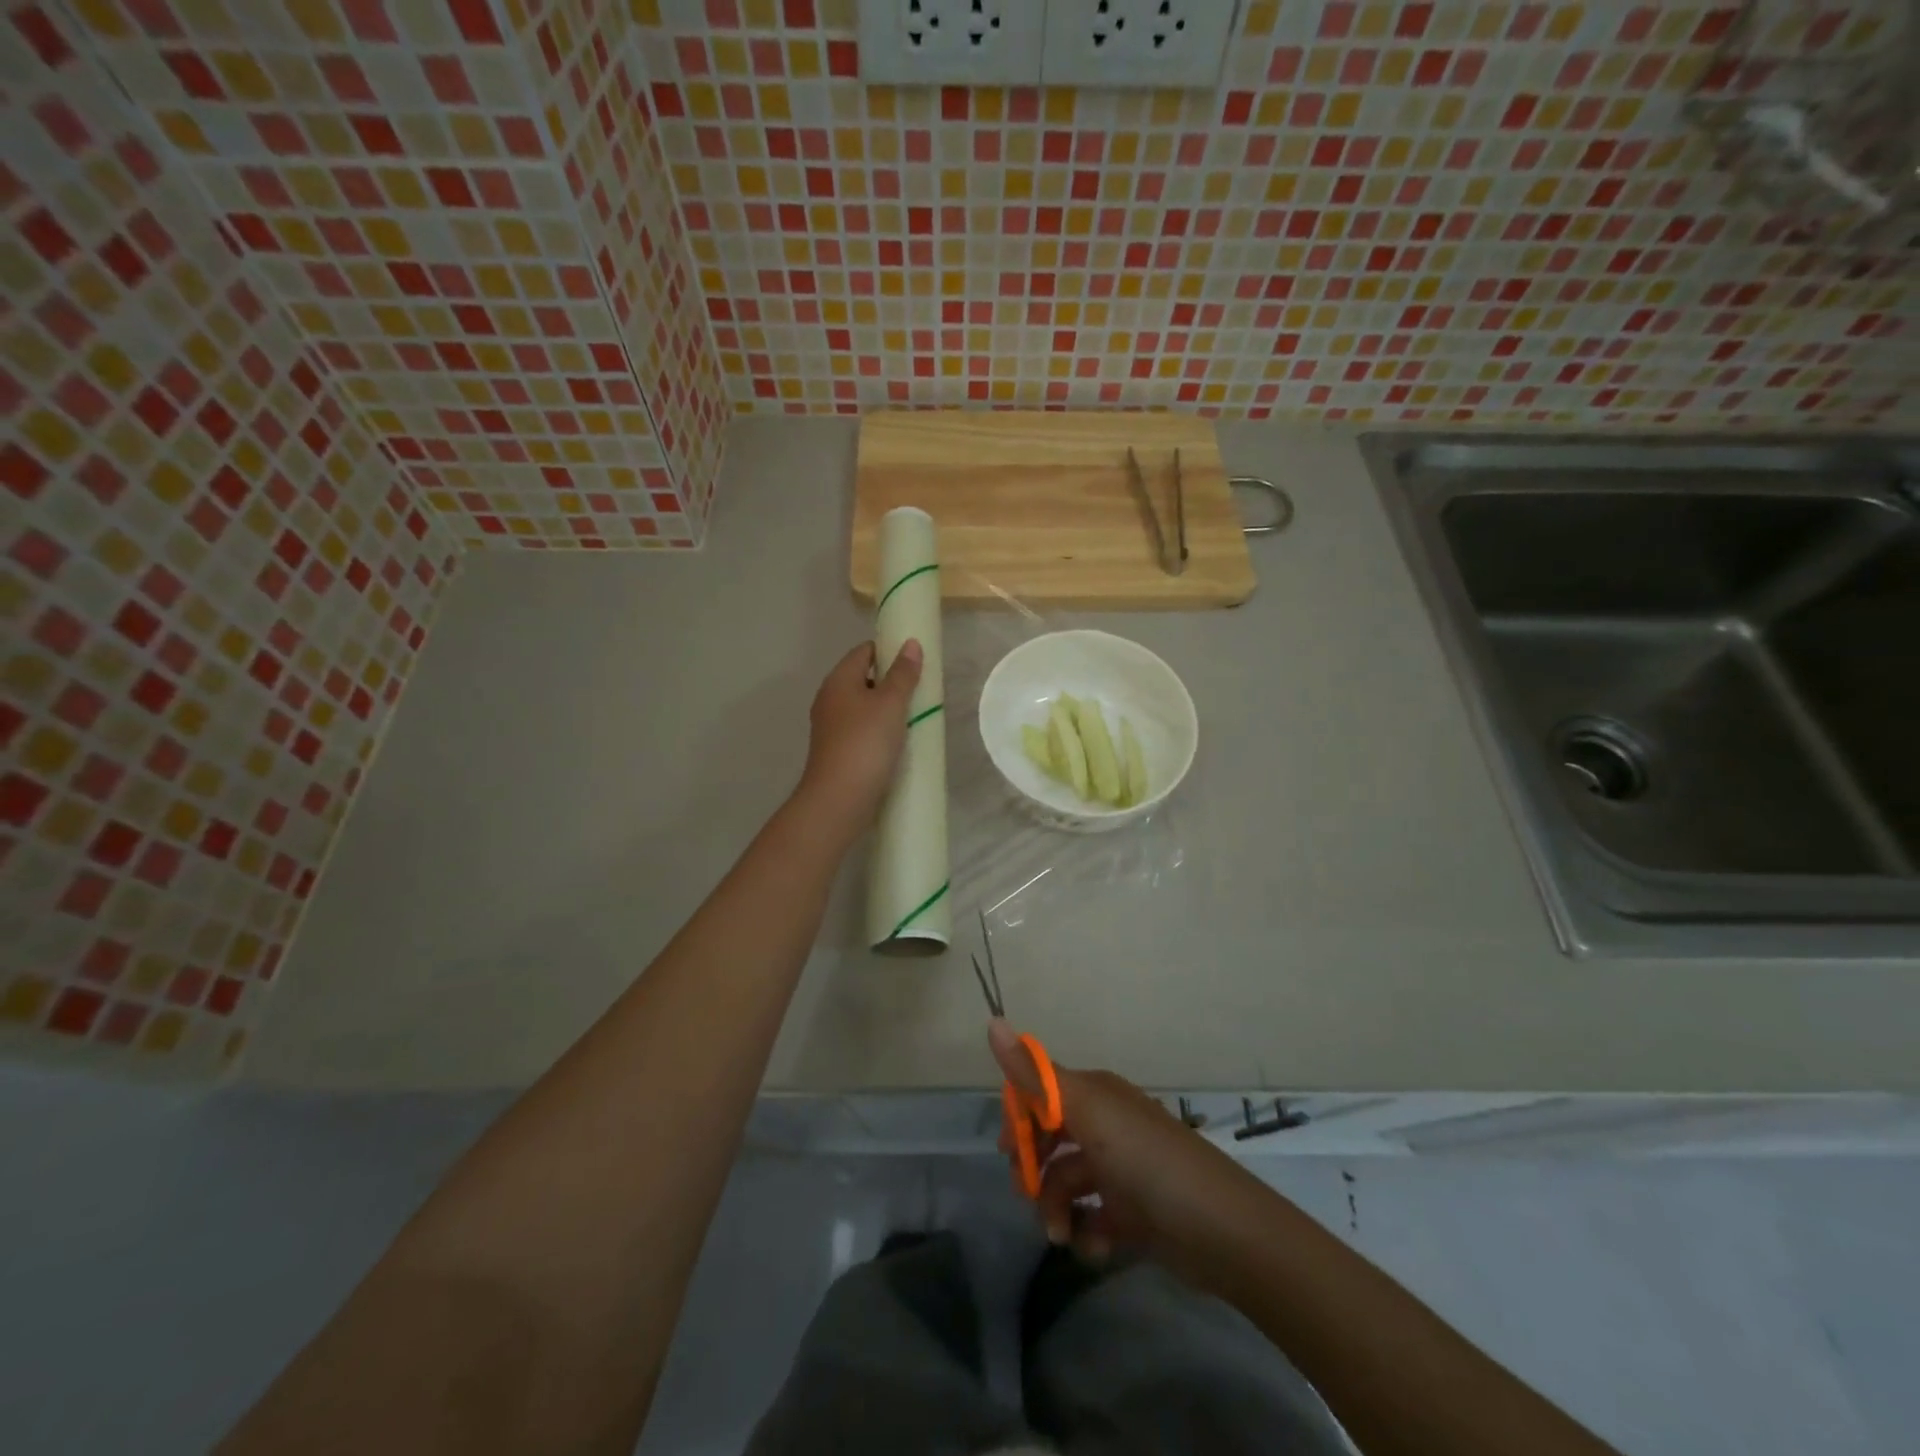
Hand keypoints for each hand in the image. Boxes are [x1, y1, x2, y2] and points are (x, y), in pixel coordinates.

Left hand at [797, 639, 922, 829]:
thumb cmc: (866, 742)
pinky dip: (879, 730)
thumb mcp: (891, 703)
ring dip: (887, 709)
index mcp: (838, 680)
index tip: (915, 661)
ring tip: (915, 716)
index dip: (889, 650)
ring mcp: (831, 727)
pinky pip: (862, 730)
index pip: (864, 651)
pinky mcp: (837, 751)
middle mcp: (830, 699)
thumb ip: (903, 674)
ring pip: (863, 707)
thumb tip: (910, 643)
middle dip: (891, 681)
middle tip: (920, 690)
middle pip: (863, 678)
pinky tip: (898, 742)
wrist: (839, 799)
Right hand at [989, 1019, 1264, 1281]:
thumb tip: (992, 1020)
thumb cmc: (1147, 1161)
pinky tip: (1094, 1246)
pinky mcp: (1136, 1214)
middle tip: (1027, 1197)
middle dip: (1035, 1169)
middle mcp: (1107, 1126)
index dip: (1020, 1119)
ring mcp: (1122, 1170)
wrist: (1223, 1232)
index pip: (1042, 1093)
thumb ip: (1036, 1075)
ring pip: (1068, 1184)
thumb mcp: (1087, 1112)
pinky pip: (1094, 1218)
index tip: (1008, 1150)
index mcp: (1096, 1095)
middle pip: (1052, 1140)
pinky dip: (1088, 1233)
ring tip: (1061, 1235)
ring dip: (1056, 1209)